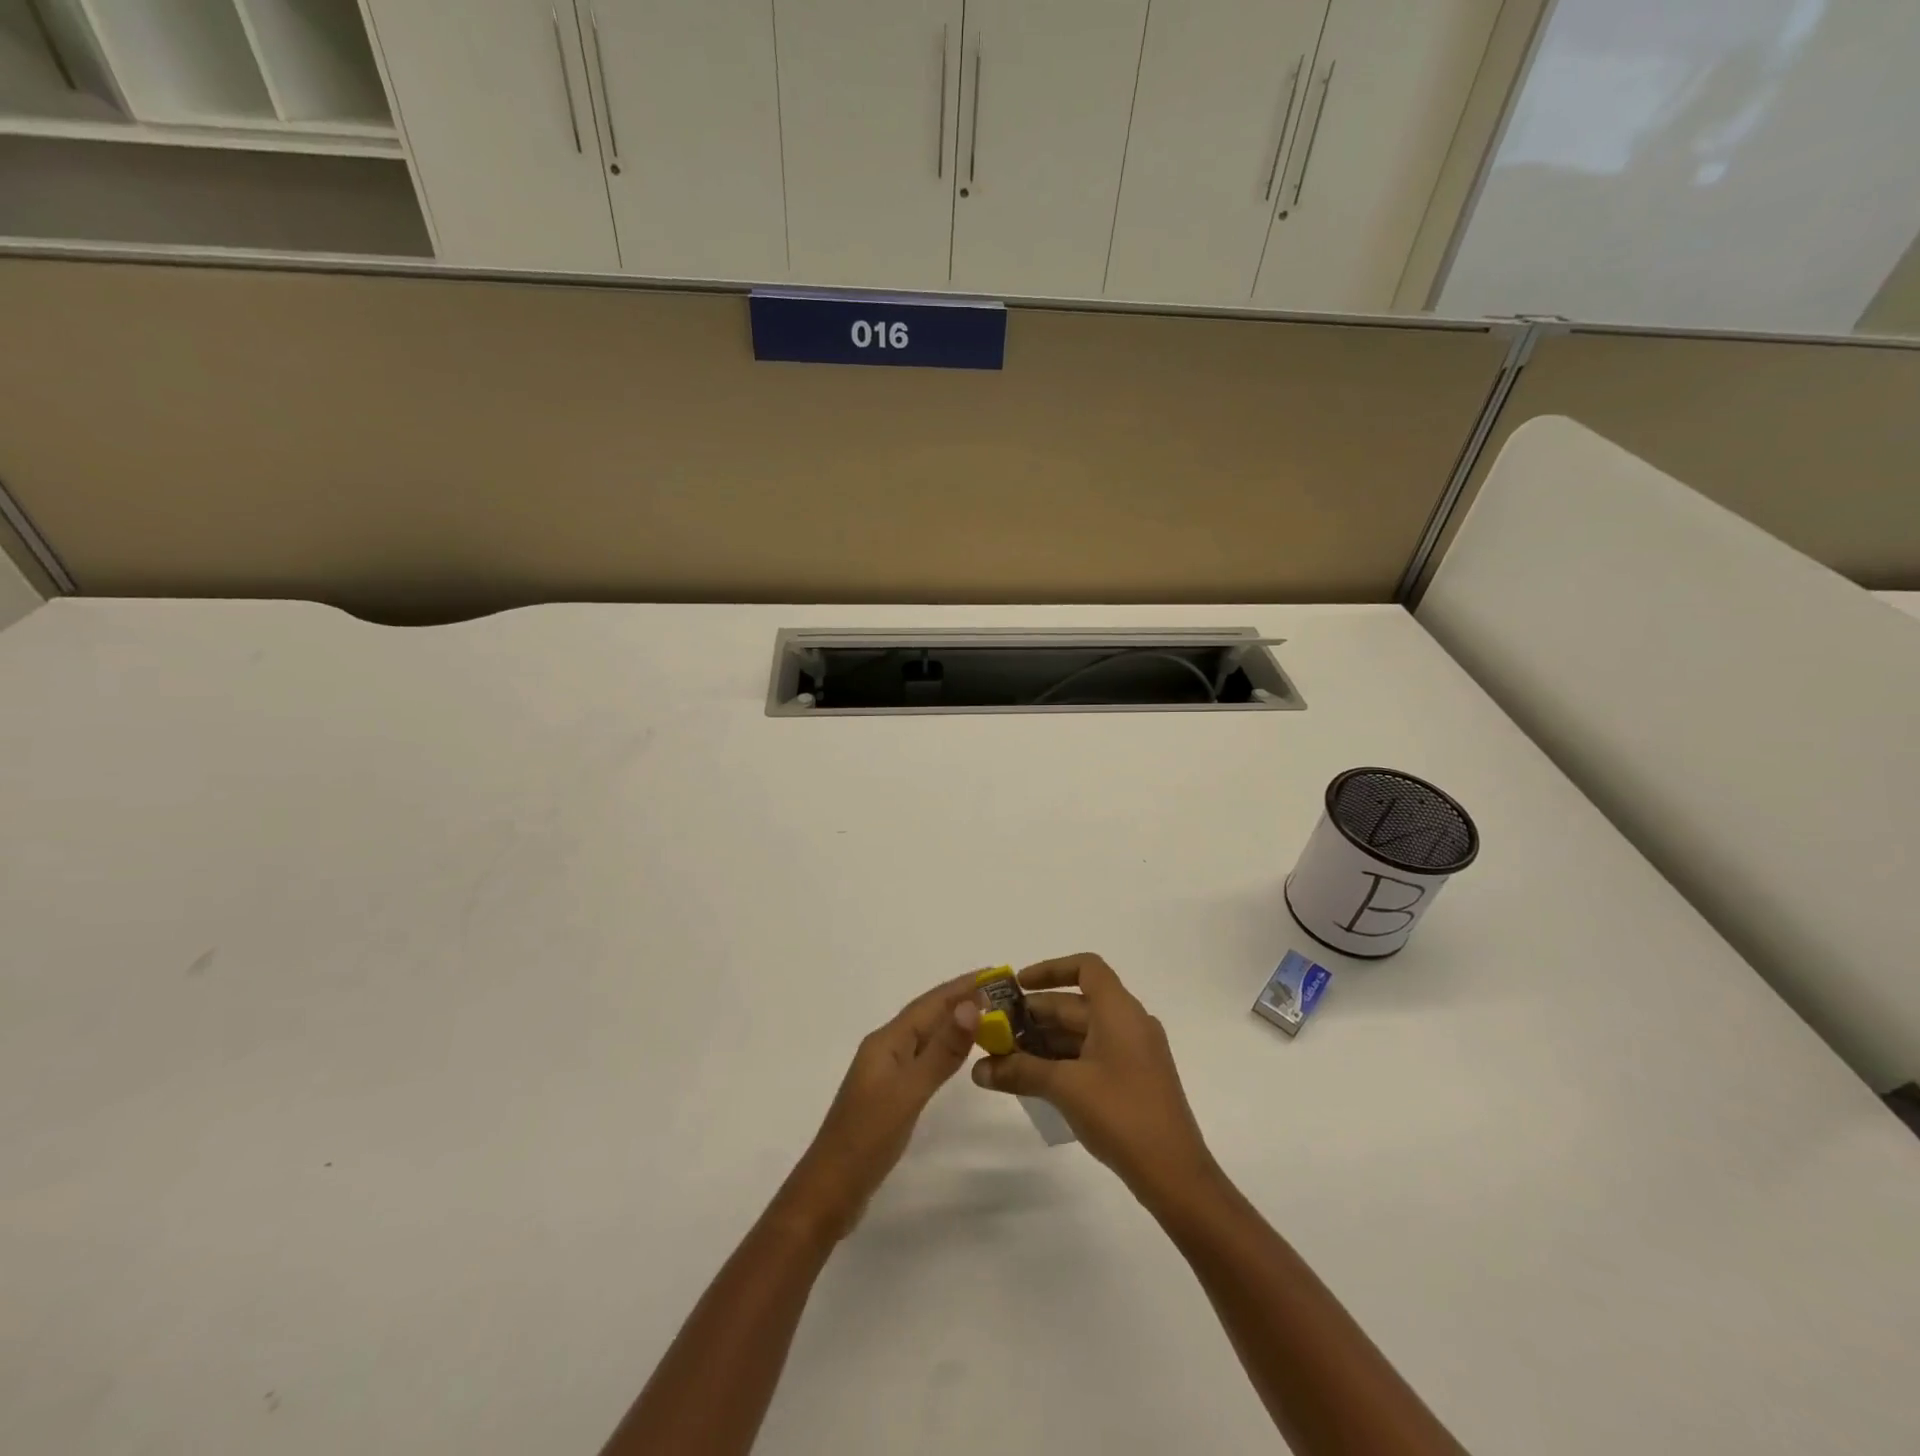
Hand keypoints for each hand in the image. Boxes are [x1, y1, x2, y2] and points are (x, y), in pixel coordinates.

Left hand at [779, 974, 981, 1241]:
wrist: (830, 1191)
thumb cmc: (868, 1138)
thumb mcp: (910, 1091)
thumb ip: (942, 1050)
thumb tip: (972, 1004)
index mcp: (886, 1041)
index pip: (930, 1003)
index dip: (962, 986)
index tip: (996, 972)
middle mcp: (885, 1049)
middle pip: (928, 1015)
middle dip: (961, 999)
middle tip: (1001, 991)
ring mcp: (886, 1072)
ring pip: (926, 1036)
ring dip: (955, 1022)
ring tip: (988, 1015)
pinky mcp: (890, 1095)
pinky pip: (923, 1058)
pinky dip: (945, 1048)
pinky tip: (957, 1054)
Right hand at [970, 954, 1216, 1197]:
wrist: (1175, 1174)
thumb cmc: (1122, 1114)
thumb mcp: (1065, 1088)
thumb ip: (1020, 1071)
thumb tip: (978, 1069)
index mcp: (1119, 1011)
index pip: (1086, 967)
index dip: (1050, 969)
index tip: (1018, 986)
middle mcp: (1128, 1023)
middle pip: (1076, 1003)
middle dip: (1035, 1014)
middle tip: (996, 1029)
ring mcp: (1133, 1052)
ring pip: (1081, 1032)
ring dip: (1045, 1040)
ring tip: (1006, 1056)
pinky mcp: (1132, 1079)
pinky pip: (1091, 1054)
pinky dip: (1062, 1059)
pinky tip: (1034, 1078)